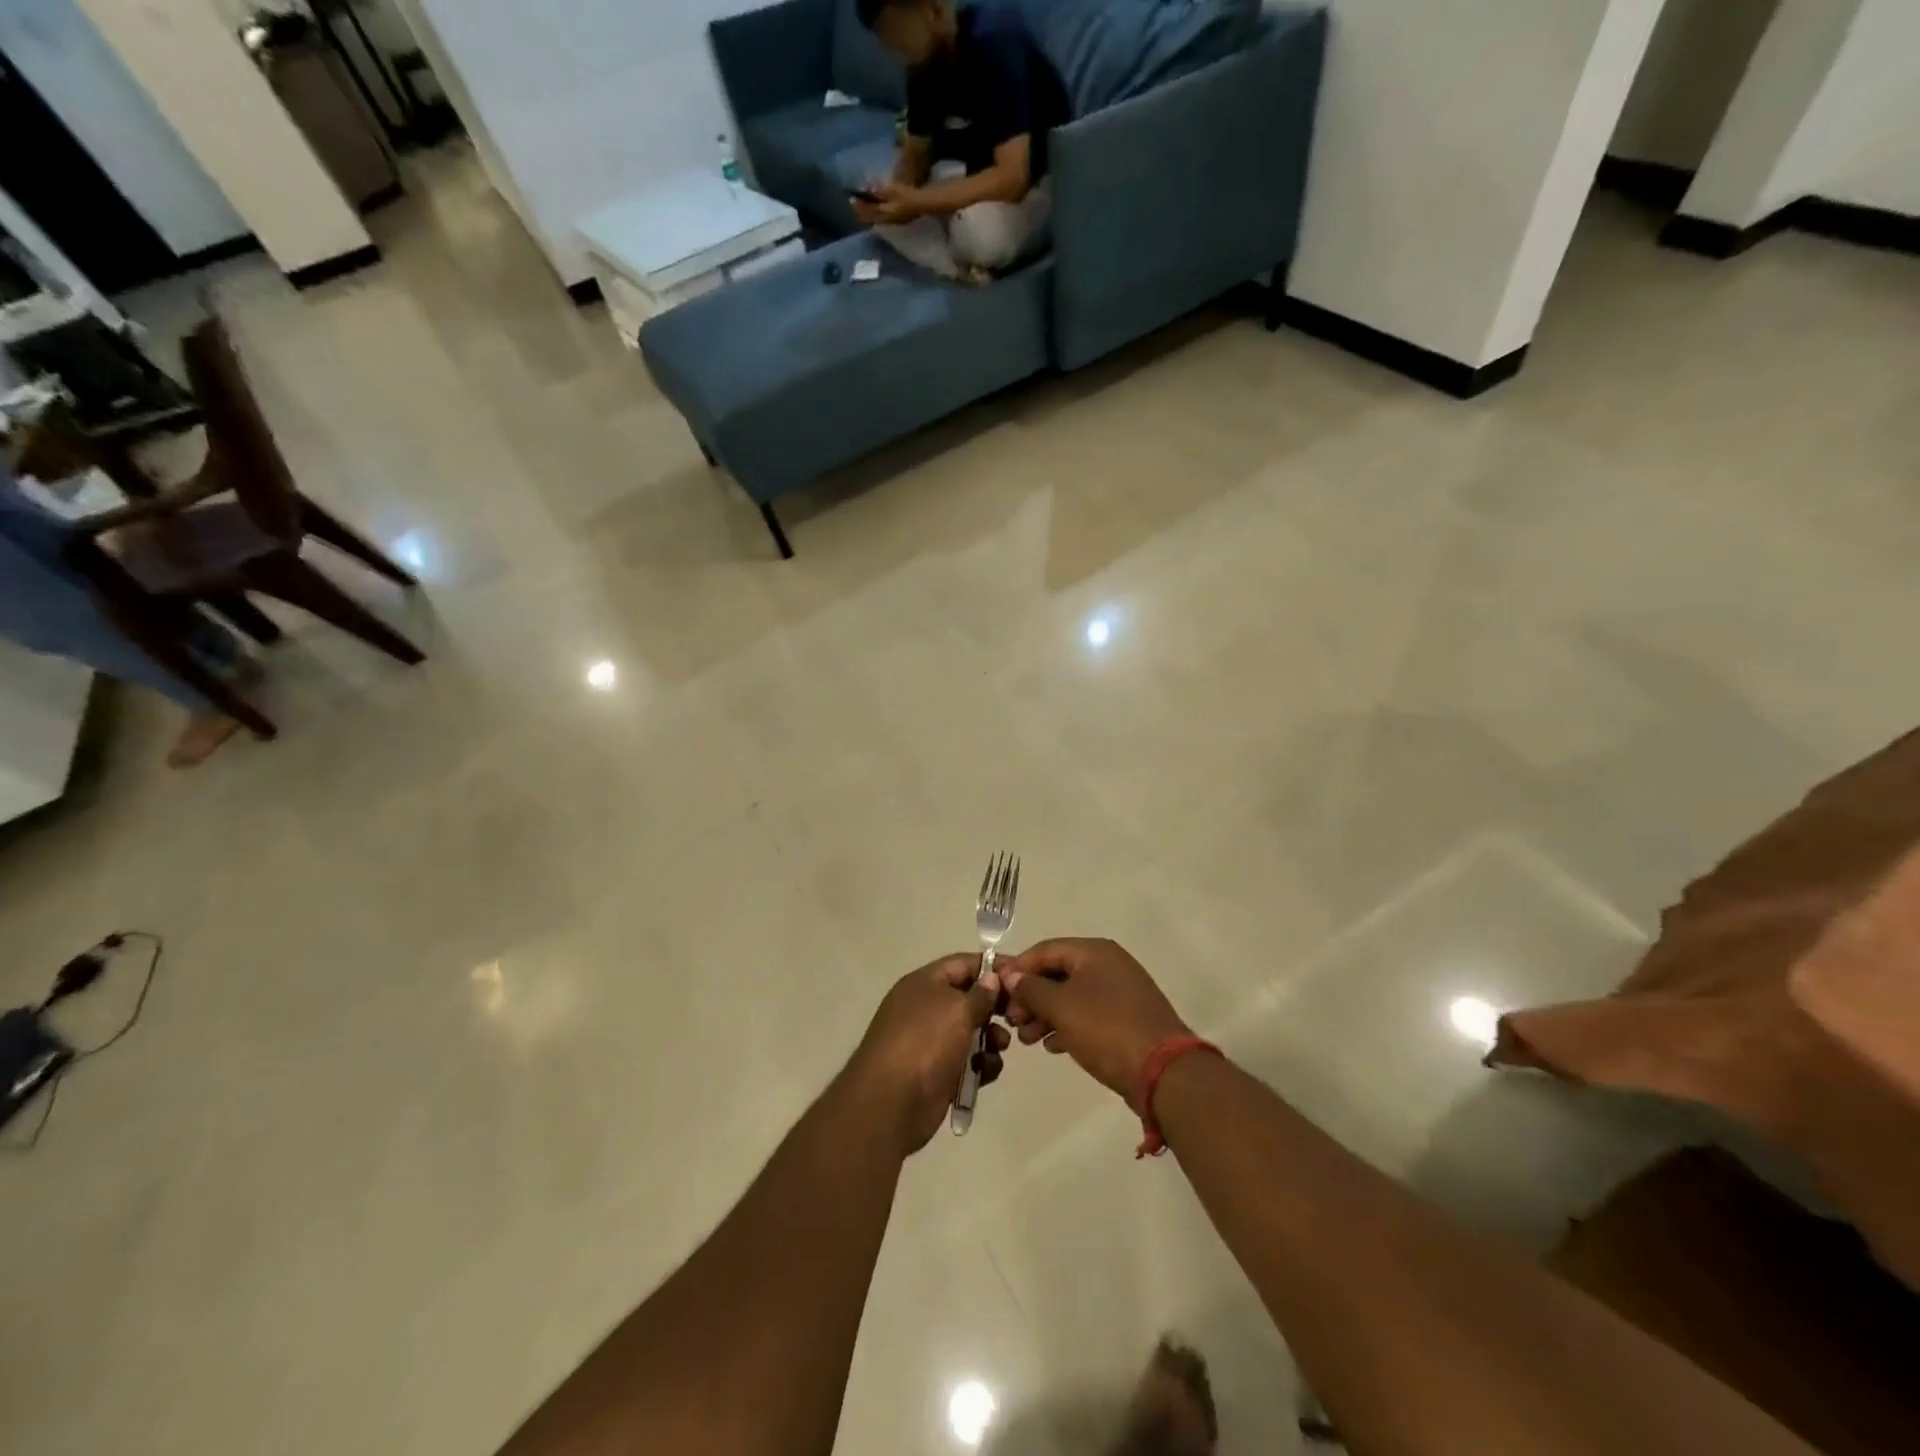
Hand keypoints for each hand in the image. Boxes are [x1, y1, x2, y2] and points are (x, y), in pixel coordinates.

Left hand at [847, 955, 1008, 1155]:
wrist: (891, 1102)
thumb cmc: (926, 1042)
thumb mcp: (957, 1009)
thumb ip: (980, 993)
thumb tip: (991, 978)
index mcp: (924, 983)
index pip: (963, 963)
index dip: (992, 966)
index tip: (1021, 975)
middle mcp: (926, 1007)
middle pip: (969, 997)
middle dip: (994, 1006)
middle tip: (1018, 1015)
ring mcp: (931, 1041)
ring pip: (971, 1031)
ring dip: (991, 1037)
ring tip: (1000, 1045)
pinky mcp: (938, 1072)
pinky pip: (967, 1061)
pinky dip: (980, 1064)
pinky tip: (986, 1071)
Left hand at [851, 178, 923, 226]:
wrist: (922, 204)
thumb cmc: (908, 196)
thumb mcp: (893, 190)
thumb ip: (880, 190)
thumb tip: (868, 189)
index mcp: (884, 213)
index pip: (868, 211)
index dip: (859, 206)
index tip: (851, 198)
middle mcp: (886, 220)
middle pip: (871, 218)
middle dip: (862, 212)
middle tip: (855, 204)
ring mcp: (892, 221)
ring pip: (876, 219)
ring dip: (868, 213)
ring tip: (863, 207)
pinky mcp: (898, 219)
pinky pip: (882, 218)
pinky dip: (875, 213)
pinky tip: (876, 209)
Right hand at [998, 939, 1191, 1102]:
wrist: (1163, 1072)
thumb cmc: (1106, 1029)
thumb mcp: (1061, 1007)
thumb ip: (1032, 988)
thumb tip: (1011, 975)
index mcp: (1094, 952)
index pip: (1045, 950)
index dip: (1018, 967)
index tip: (996, 989)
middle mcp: (1108, 964)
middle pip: (1058, 973)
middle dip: (1030, 995)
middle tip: (1011, 1021)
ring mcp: (1120, 992)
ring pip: (1071, 996)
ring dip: (1045, 1013)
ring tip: (1027, 1039)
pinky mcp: (1125, 1019)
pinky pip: (1087, 1014)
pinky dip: (1066, 1025)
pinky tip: (1051, 1045)